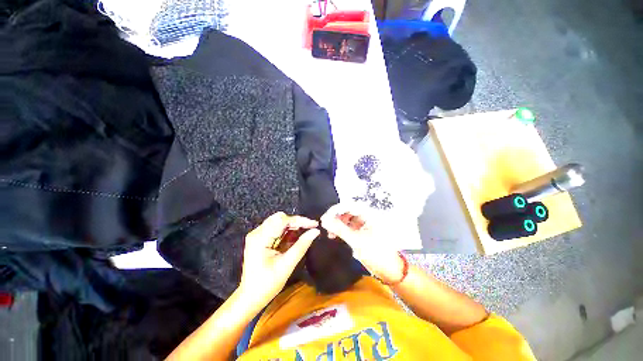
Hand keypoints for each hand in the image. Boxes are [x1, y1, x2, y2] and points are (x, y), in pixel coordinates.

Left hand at [239, 212, 319, 306]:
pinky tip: (296, 237)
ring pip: (279, 222)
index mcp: (260, 238)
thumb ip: (301, 246)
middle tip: (310, 228)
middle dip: (297, 222)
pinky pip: (277, 229)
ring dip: (293, 226)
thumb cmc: (267, 284)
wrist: (250, 297)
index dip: (300, 220)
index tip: (314, 224)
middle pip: (280, 218)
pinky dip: (288, 231)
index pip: (282, 220)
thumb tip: (315, 231)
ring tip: (305, 232)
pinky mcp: (260, 238)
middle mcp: (257, 232)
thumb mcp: (286, 265)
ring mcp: (258, 235)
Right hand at [320, 203, 404, 283]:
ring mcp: (363, 223)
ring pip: (346, 218)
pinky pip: (348, 226)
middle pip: (347, 210)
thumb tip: (324, 220)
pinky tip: (334, 235)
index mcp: (369, 214)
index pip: (349, 205)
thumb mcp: (356, 241)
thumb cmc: (376, 254)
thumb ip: (339, 229)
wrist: (390, 270)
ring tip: (329, 232)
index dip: (335, 209)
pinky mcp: (361, 231)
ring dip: (337, 223)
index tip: (325, 217)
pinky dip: (340, 229)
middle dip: (335, 216)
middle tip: (325, 224)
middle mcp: (366, 215)